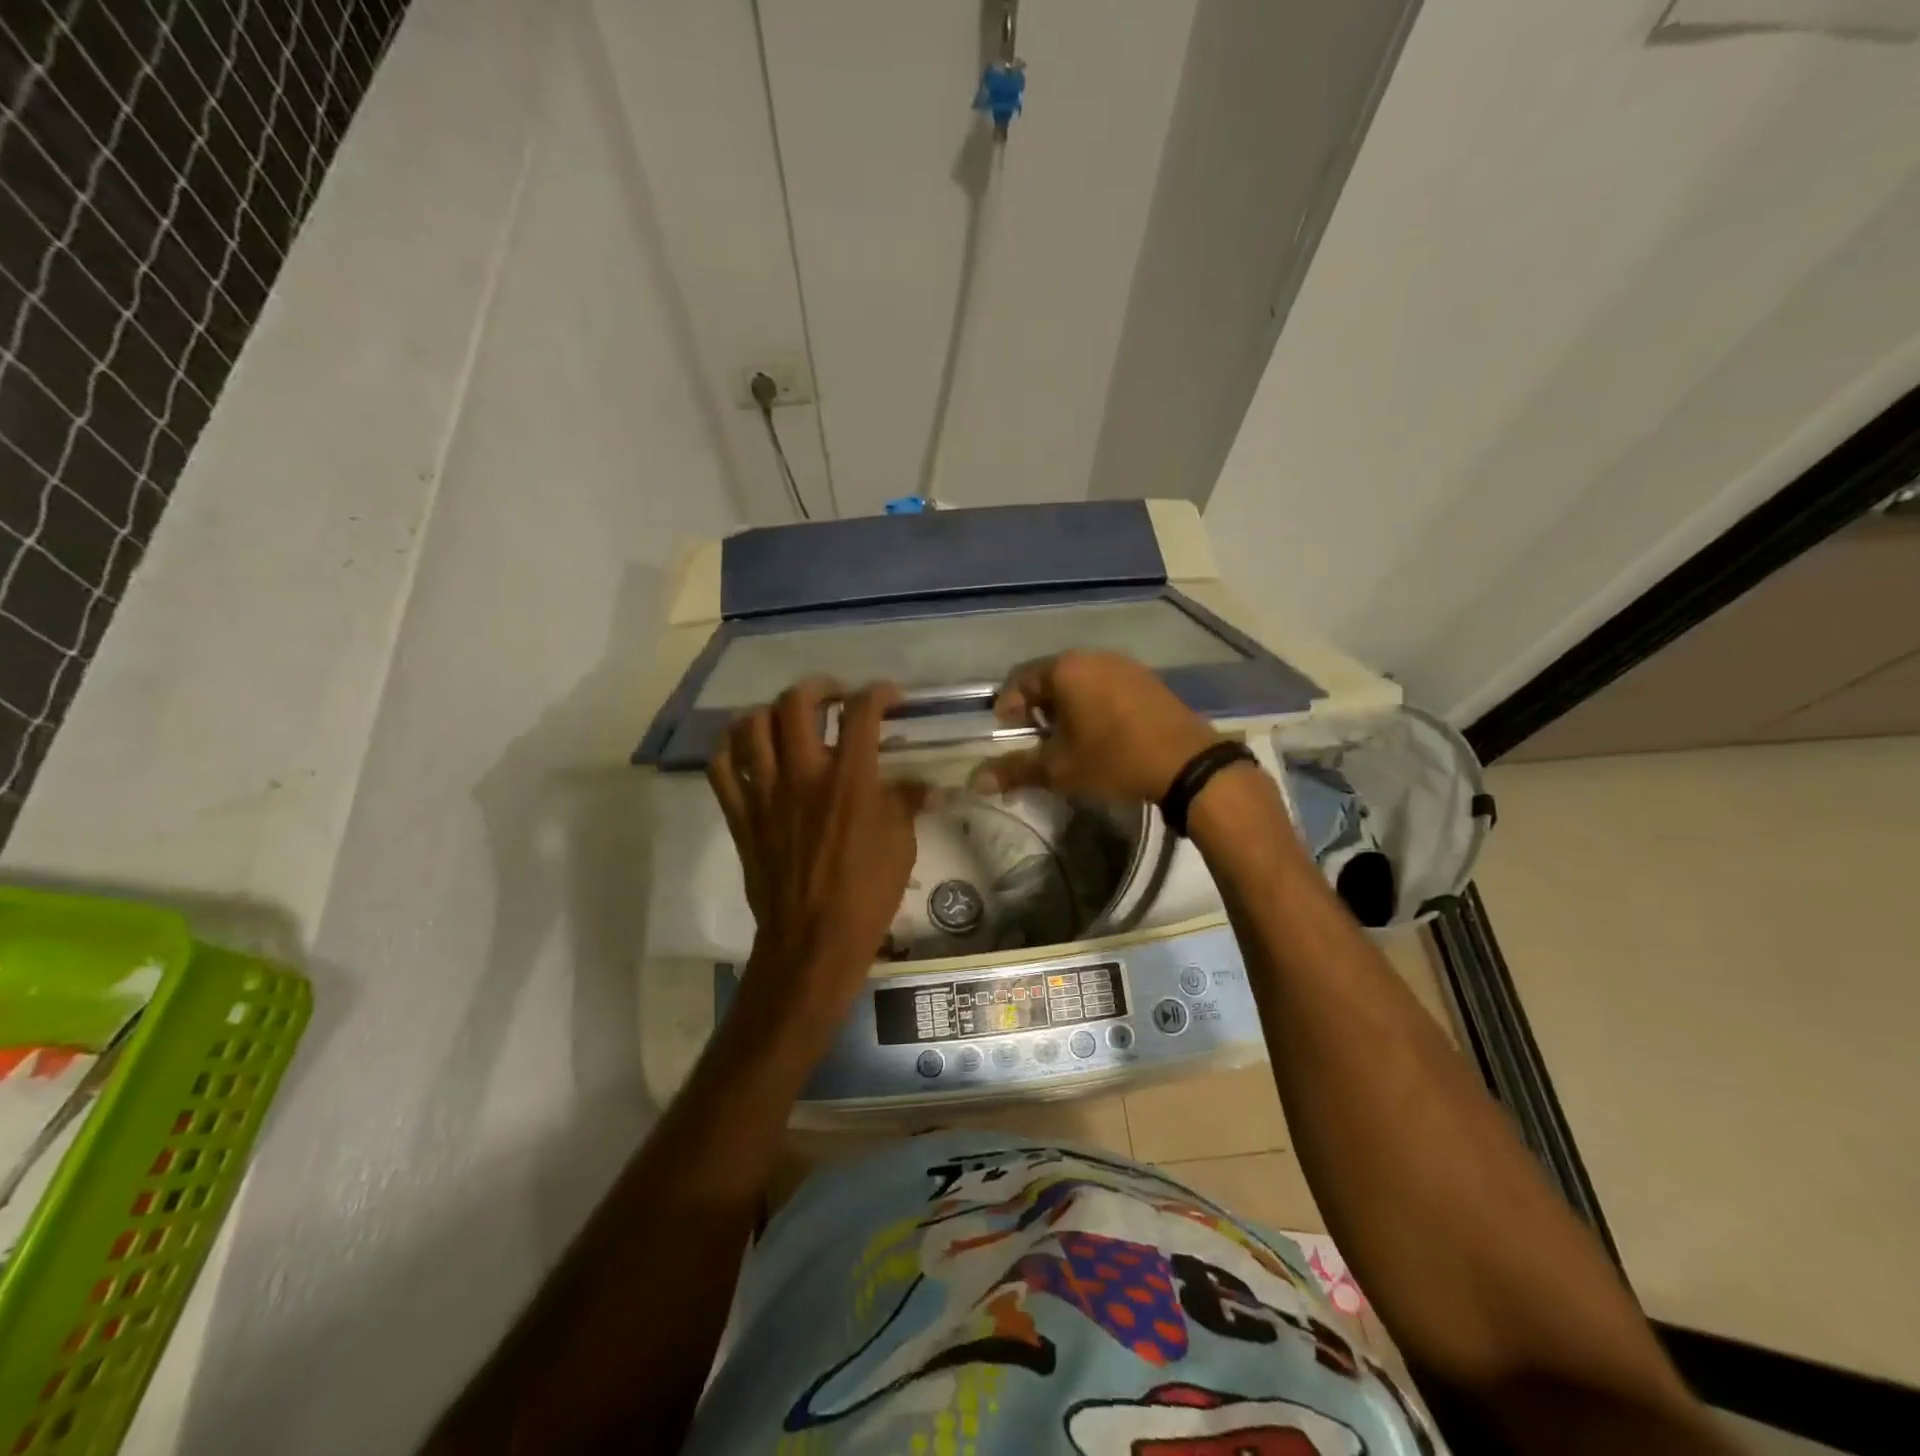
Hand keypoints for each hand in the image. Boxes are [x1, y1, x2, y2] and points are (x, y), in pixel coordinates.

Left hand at [708, 680, 925, 1021]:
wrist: (813, 939)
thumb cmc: (866, 893)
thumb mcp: (902, 845)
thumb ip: (907, 802)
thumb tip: (926, 785)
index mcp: (849, 780)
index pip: (861, 712)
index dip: (878, 692)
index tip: (889, 696)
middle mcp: (803, 774)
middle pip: (797, 703)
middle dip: (819, 687)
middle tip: (834, 697)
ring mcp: (764, 793)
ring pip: (751, 726)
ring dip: (772, 711)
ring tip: (787, 718)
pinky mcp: (740, 815)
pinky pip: (721, 767)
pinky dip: (731, 748)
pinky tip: (748, 749)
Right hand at [970, 651, 1219, 804]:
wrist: (1185, 763)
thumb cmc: (1112, 759)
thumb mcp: (1058, 769)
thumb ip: (1014, 770)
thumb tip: (974, 781)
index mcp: (1065, 669)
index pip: (1020, 679)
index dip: (1008, 706)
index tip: (1008, 731)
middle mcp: (1093, 657)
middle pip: (1051, 676)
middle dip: (1037, 706)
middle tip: (1036, 736)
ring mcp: (1124, 665)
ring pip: (1080, 680)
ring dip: (1066, 705)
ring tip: (1067, 737)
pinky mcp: (1147, 679)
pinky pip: (1106, 685)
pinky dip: (1093, 703)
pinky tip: (1100, 732)